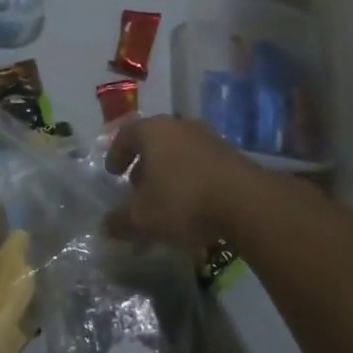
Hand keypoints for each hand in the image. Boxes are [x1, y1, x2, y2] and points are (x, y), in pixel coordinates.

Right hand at [104, 115, 267, 246]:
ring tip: (164, 197)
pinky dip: (189, 177)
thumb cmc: (182, 201)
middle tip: (137, 186)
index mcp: (153, 131)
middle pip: (154, 141)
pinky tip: (192, 203)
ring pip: (178, 151)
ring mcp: (208, 138)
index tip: (113, 173)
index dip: (116, 154)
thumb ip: (120, 221)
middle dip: (143, 163)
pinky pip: (200, 162)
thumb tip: (106, 225)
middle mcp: (179, 126)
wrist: (246, 202)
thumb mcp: (142, 218)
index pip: (126, 134)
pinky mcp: (230, 154)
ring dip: (168, 171)